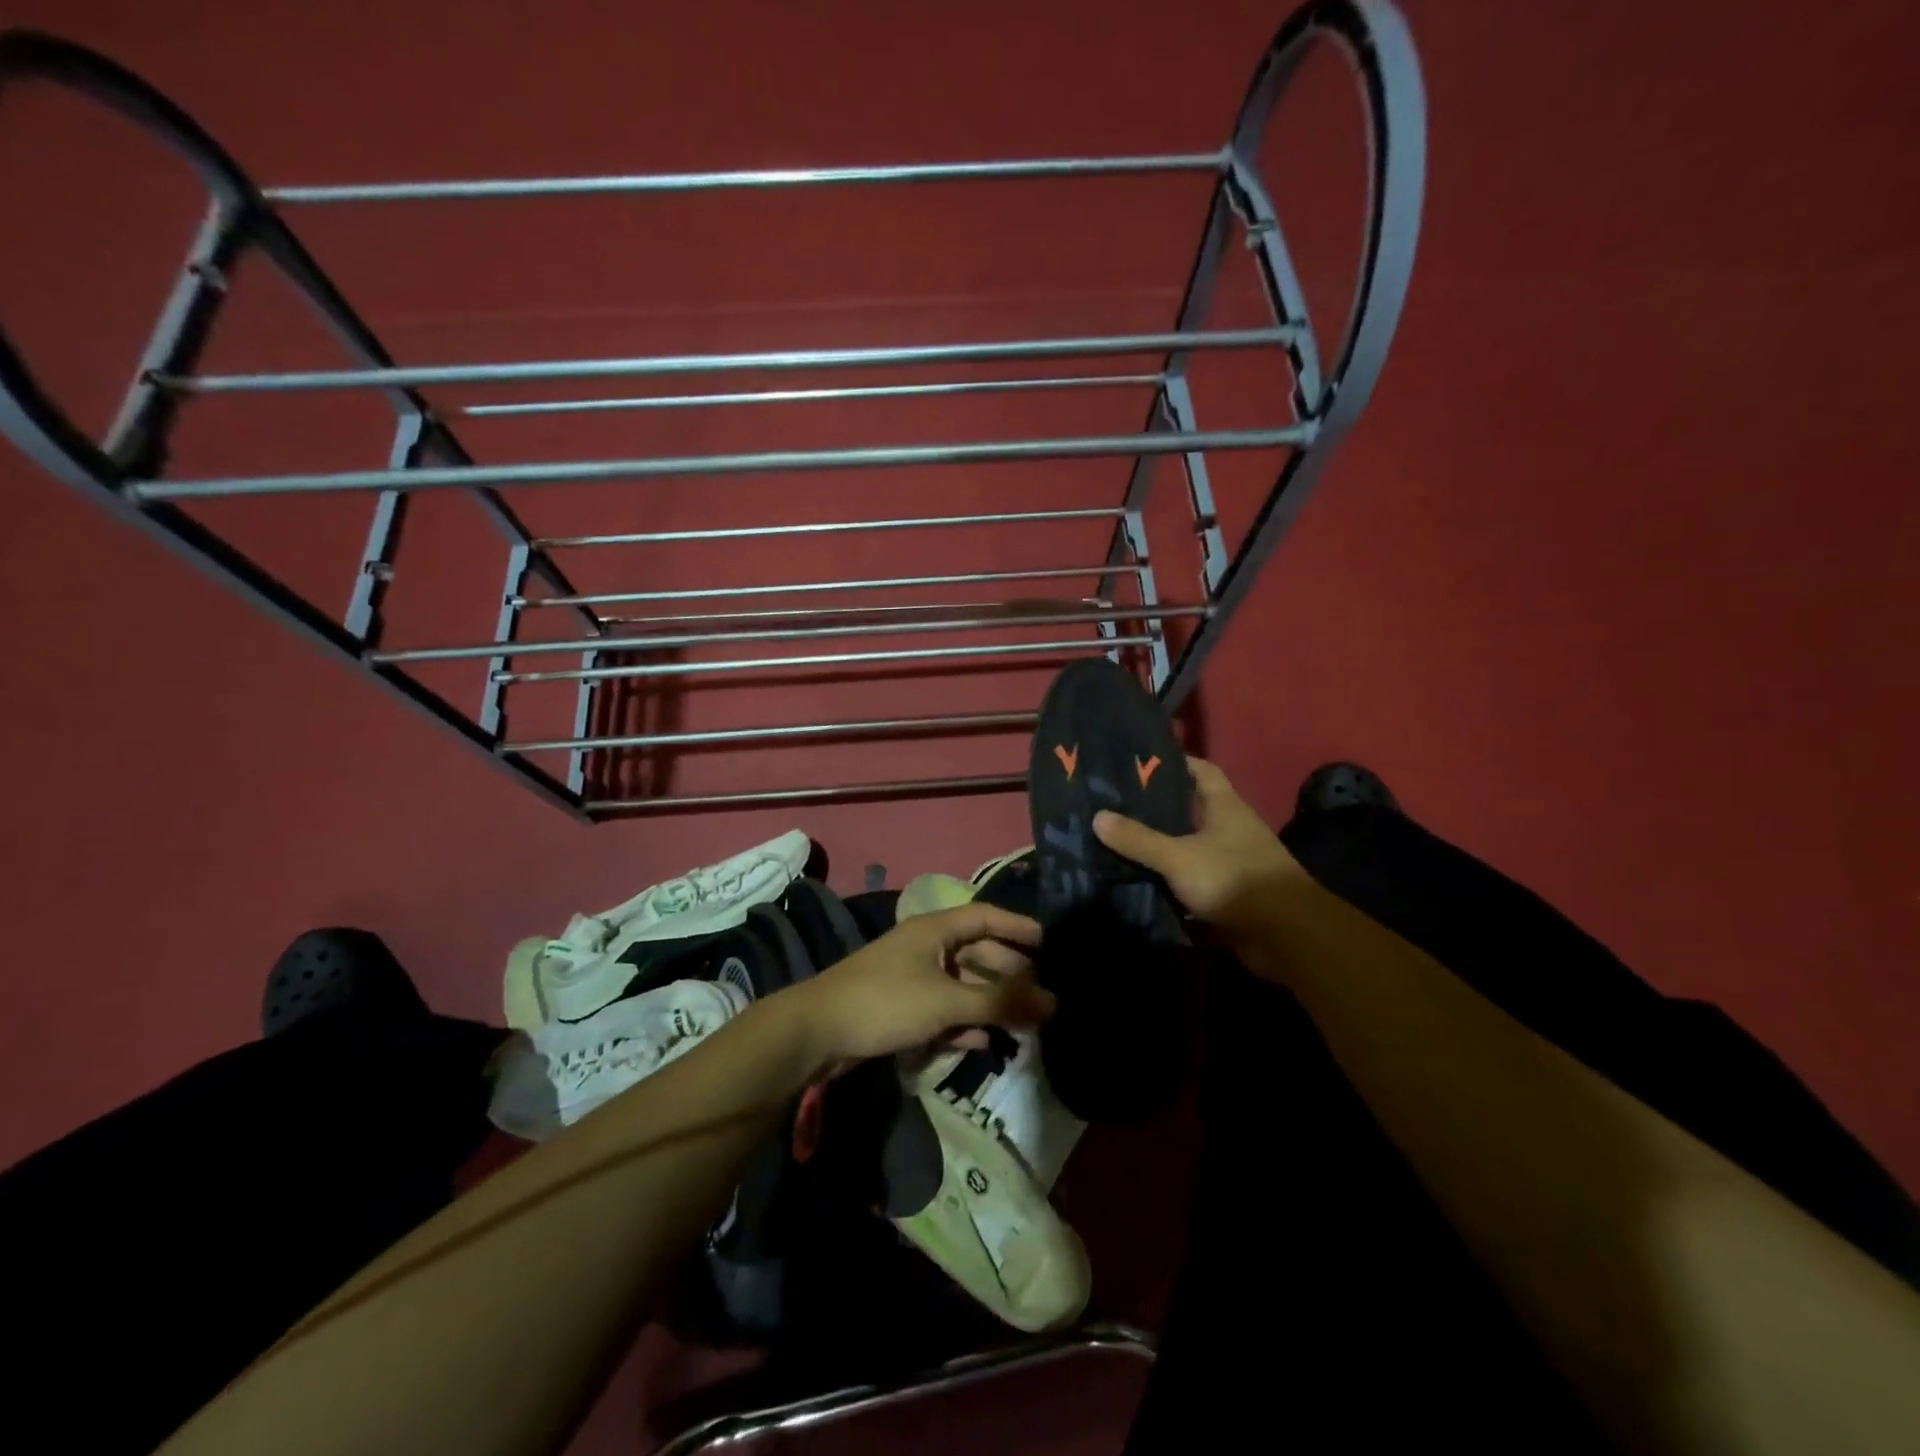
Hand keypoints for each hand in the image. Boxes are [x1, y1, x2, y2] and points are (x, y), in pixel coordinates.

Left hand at [789, 902, 1052, 1070]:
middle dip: (1009, 973)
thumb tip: (1053, 1002)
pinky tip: (984, 1042)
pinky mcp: (901, 1008)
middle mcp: (925, 947)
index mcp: (934, 929)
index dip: (1017, 926)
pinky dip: (964, 1022)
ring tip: (1023, 1023)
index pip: (985, 916)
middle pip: (976, 952)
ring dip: (990, 1003)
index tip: (1049, 943)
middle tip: (1042, 994)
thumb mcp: (947, 1001)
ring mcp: (912, 978)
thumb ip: (999, 1002)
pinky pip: (943, 1009)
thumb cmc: (887, 1001)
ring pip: (962, 985)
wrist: (818, 1032)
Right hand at [1092, 757, 1302, 938]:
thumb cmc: (1235, 880)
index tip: (1137, 762)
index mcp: (1224, 806)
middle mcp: (1227, 828)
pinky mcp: (1224, 893)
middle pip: (1187, 809)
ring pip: (1185, 846)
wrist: (1286, 936)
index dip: (1172, 762)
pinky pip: (1187, 880)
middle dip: (1153, 808)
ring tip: (1113, 840)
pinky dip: (1166, 880)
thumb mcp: (1179, 856)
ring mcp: (1228, 862)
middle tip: (1111, 804)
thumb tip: (1098, 817)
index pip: (1200, 770)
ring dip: (1157, 846)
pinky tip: (1134, 879)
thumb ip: (1139, 839)